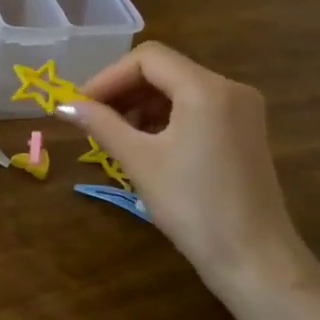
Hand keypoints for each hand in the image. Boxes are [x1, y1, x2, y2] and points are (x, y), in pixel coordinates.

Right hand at [63, 42, 315, 300]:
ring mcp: (242, 110)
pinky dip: (167, 117)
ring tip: (115, 134)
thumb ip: (102, 124)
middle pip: (165, 70)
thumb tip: (65, 106)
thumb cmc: (192, 206)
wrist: (254, 260)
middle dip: (124, 90)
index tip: (81, 105)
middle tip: (92, 119)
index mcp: (207, 88)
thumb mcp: (140, 161)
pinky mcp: (245, 132)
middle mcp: (230, 88)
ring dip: (143, 104)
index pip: (147, 59)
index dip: (108, 77)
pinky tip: (146, 143)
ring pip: (180, 89)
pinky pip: (198, 108)